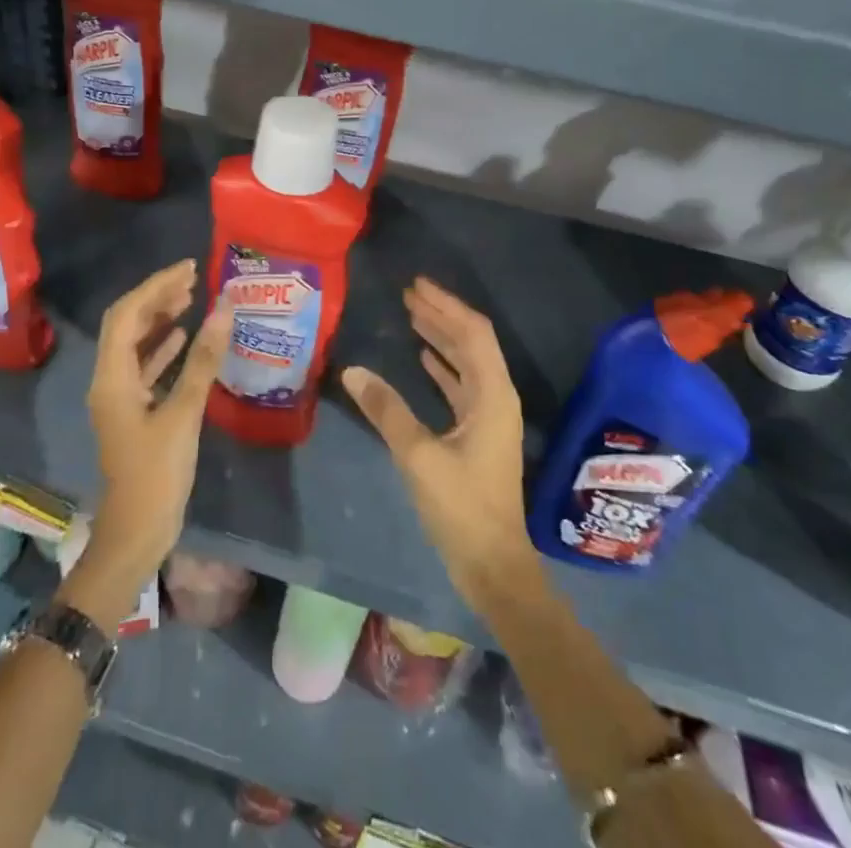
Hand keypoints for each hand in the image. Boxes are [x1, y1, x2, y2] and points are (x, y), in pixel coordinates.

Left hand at [70, 259, 231, 619]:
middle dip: (157, 296)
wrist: (136, 533)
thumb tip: (222, 310)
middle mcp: (108, 380)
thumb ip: (202, 360)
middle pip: (127, 324)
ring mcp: (119, 397)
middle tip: (194, 279)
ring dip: (159, 318)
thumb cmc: (156, 474)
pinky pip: (144, 366)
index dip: (156, 286)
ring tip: (191, 298)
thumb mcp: (183, 414)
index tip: (190, 269)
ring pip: (135, 343)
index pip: (127, 314)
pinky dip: (163, 347)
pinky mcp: (133, 411)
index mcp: (112, 377)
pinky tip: (184, 337)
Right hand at [342, 278, 534, 601]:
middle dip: (441, 315)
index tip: (416, 285)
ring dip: (441, 337)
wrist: (493, 564)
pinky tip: (422, 358)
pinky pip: (461, 385)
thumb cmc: (462, 507)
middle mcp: (497, 397)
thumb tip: (353, 370)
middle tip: (408, 294)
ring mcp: (490, 416)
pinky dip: (442, 366)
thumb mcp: (418, 456)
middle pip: (471, 342)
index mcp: (493, 395)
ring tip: (412, 316)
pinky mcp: (479, 433)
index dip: (446, 305)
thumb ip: (386, 410)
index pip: (472, 333)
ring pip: (466, 362)